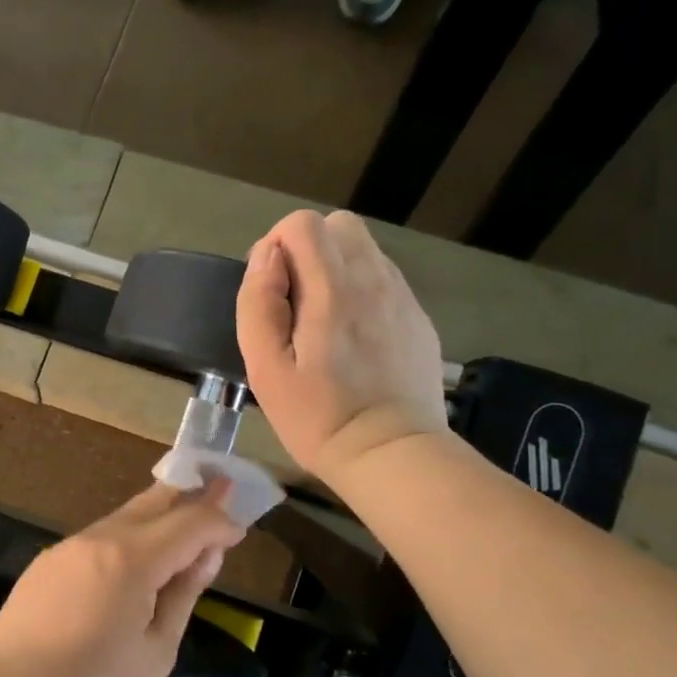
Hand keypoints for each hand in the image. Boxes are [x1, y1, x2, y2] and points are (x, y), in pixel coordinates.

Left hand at [0, 482, 246, 676]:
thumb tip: (204, 556)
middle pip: (154, 501)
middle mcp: (100, 538)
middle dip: (190, 493)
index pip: (190, 523)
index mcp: (133, 558)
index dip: (219, 522)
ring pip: (124, 517)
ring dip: (157, 516)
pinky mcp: (48, 561)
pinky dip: (127, 537)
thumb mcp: (156, 651)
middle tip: (219, 485)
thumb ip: (183, 595)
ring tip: (181, 525)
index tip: (239, 528)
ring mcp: (69, 546)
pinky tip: (133, 559)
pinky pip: (98, 538)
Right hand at [237, 209, 447, 483]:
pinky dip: (362, 291)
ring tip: (323, 323)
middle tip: (295, 302)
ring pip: (364, 250)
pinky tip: (353, 339)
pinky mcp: (417, 318)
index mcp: (332, 288)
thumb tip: (266, 257)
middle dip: (308, 250)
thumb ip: (259, 303)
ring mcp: (402, 297)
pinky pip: (384, 280)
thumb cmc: (317, 416)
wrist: (391, 454)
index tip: (271, 292)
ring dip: (335, 270)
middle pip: (339, 225)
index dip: (276, 247)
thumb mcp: (265, 368)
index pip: (303, 223)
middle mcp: (373, 279)